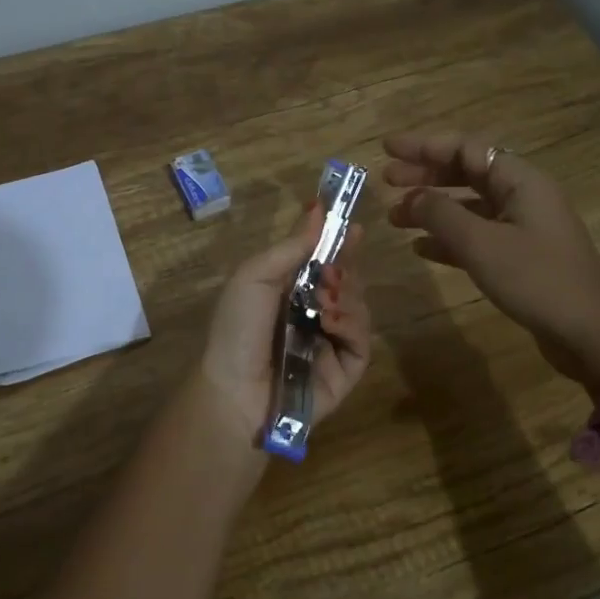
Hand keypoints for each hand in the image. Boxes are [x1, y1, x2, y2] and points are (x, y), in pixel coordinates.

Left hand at [194, 202, 372, 447]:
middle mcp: (313, 314)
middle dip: (344, 268)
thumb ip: (291, 246)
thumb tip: (318, 208)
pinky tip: (332, 321)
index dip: (338, 243)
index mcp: (288, 291)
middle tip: (332, 271)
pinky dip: (352, 324)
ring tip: (325, 299)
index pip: (322, 261)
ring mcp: (331, 342)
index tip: (353, 226)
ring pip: (359, 306)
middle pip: (346, 281)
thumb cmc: (238, 328)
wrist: (237, 390)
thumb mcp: (255, 276)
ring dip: (347, 295)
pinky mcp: (346, 369)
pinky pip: (362, 339)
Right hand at [383, 129, 599, 387]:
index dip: (425, 145)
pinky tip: (421, 248)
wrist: (589, 333)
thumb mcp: (481, 244)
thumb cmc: (536, 279)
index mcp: (520, 181)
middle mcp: (522, 196)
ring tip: (395, 217)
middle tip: (386, 180)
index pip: (466, 148)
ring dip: (432, 208)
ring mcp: (523, 227)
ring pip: (469, 206)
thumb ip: (441, 214)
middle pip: (467, 173)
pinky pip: (477, 236)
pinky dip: (448, 237)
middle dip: (425, 175)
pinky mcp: (520, 257)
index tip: (388, 149)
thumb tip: (410, 197)